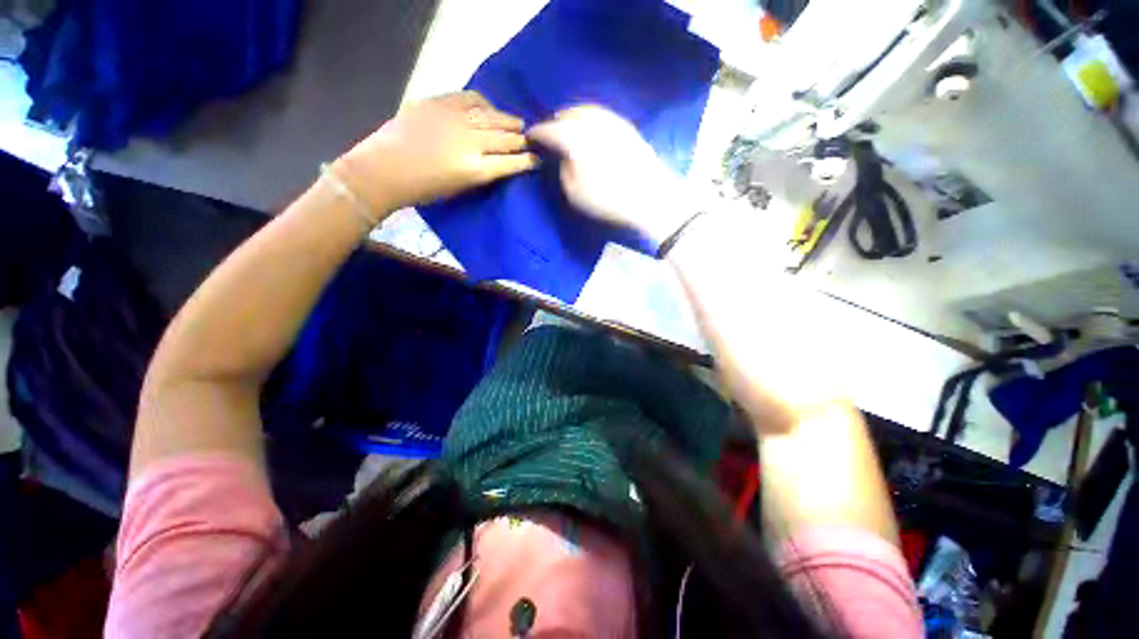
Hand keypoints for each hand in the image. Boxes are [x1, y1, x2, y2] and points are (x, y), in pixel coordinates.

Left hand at [335, 91, 538, 210]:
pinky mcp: (437, 104)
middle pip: (505, 138)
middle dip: (522, 141)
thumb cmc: (422, 190)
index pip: (511, 163)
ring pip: (491, 116)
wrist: (383, 171)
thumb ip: (481, 174)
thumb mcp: (459, 189)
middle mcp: (469, 142)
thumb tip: (497, 163)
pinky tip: (490, 108)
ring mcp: (453, 119)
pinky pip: (468, 99)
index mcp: (475, 170)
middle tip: (531, 141)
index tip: (537, 160)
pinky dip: (484, 104)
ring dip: (508, 121)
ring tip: (519, 124)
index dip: (527, 161)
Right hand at [528, 105, 689, 243]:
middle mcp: (591, 121)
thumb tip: (560, 154)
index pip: (548, 129)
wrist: (650, 198)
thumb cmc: (607, 200)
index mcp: (574, 138)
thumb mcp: (574, 192)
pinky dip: (590, 118)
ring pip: (585, 110)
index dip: (537, 133)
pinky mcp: (627, 126)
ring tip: (568, 127)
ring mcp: (612, 120)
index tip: (530, 138)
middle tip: (549, 133)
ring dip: (572, 116)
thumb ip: (562, 167)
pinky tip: (591, 128)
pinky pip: (602, 115)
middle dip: (554, 122)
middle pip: (567, 114)